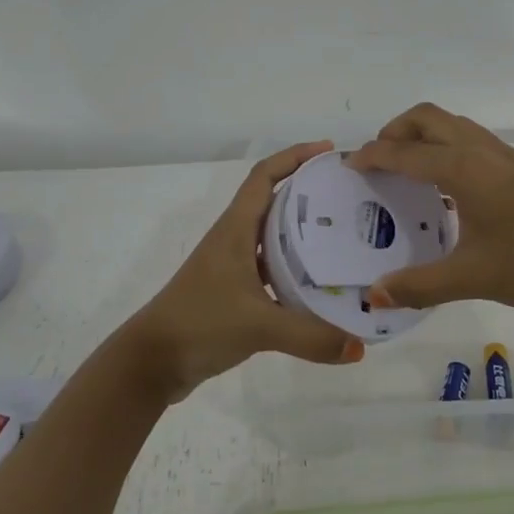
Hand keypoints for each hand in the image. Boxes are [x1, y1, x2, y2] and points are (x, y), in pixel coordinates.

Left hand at [122, 141, 366, 400]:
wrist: (152, 362)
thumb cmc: (200, 323)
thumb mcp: (259, 326)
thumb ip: (310, 336)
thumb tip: (360, 348)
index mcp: (236, 229)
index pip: (264, 176)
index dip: (294, 156)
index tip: (328, 151)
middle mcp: (234, 239)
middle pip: (274, 201)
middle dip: (309, 192)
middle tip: (347, 195)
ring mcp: (232, 266)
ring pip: (274, 237)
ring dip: (303, 231)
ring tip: (343, 235)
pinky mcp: (234, 293)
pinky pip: (272, 269)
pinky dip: (295, 270)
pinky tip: (320, 285)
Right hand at [348, 103, 513, 322]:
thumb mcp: (471, 278)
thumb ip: (418, 285)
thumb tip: (373, 294)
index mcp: (463, 169)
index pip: (404, 152)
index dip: (372, 156)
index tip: (349, 167)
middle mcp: (481, 151)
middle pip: (427, 117)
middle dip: (394, 131)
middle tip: (377, 162)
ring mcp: (504, 156)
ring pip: (452, 124)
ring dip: (422, 134)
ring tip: (406, 169)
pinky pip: (470, 138)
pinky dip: (445, 145)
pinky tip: (446, 186)